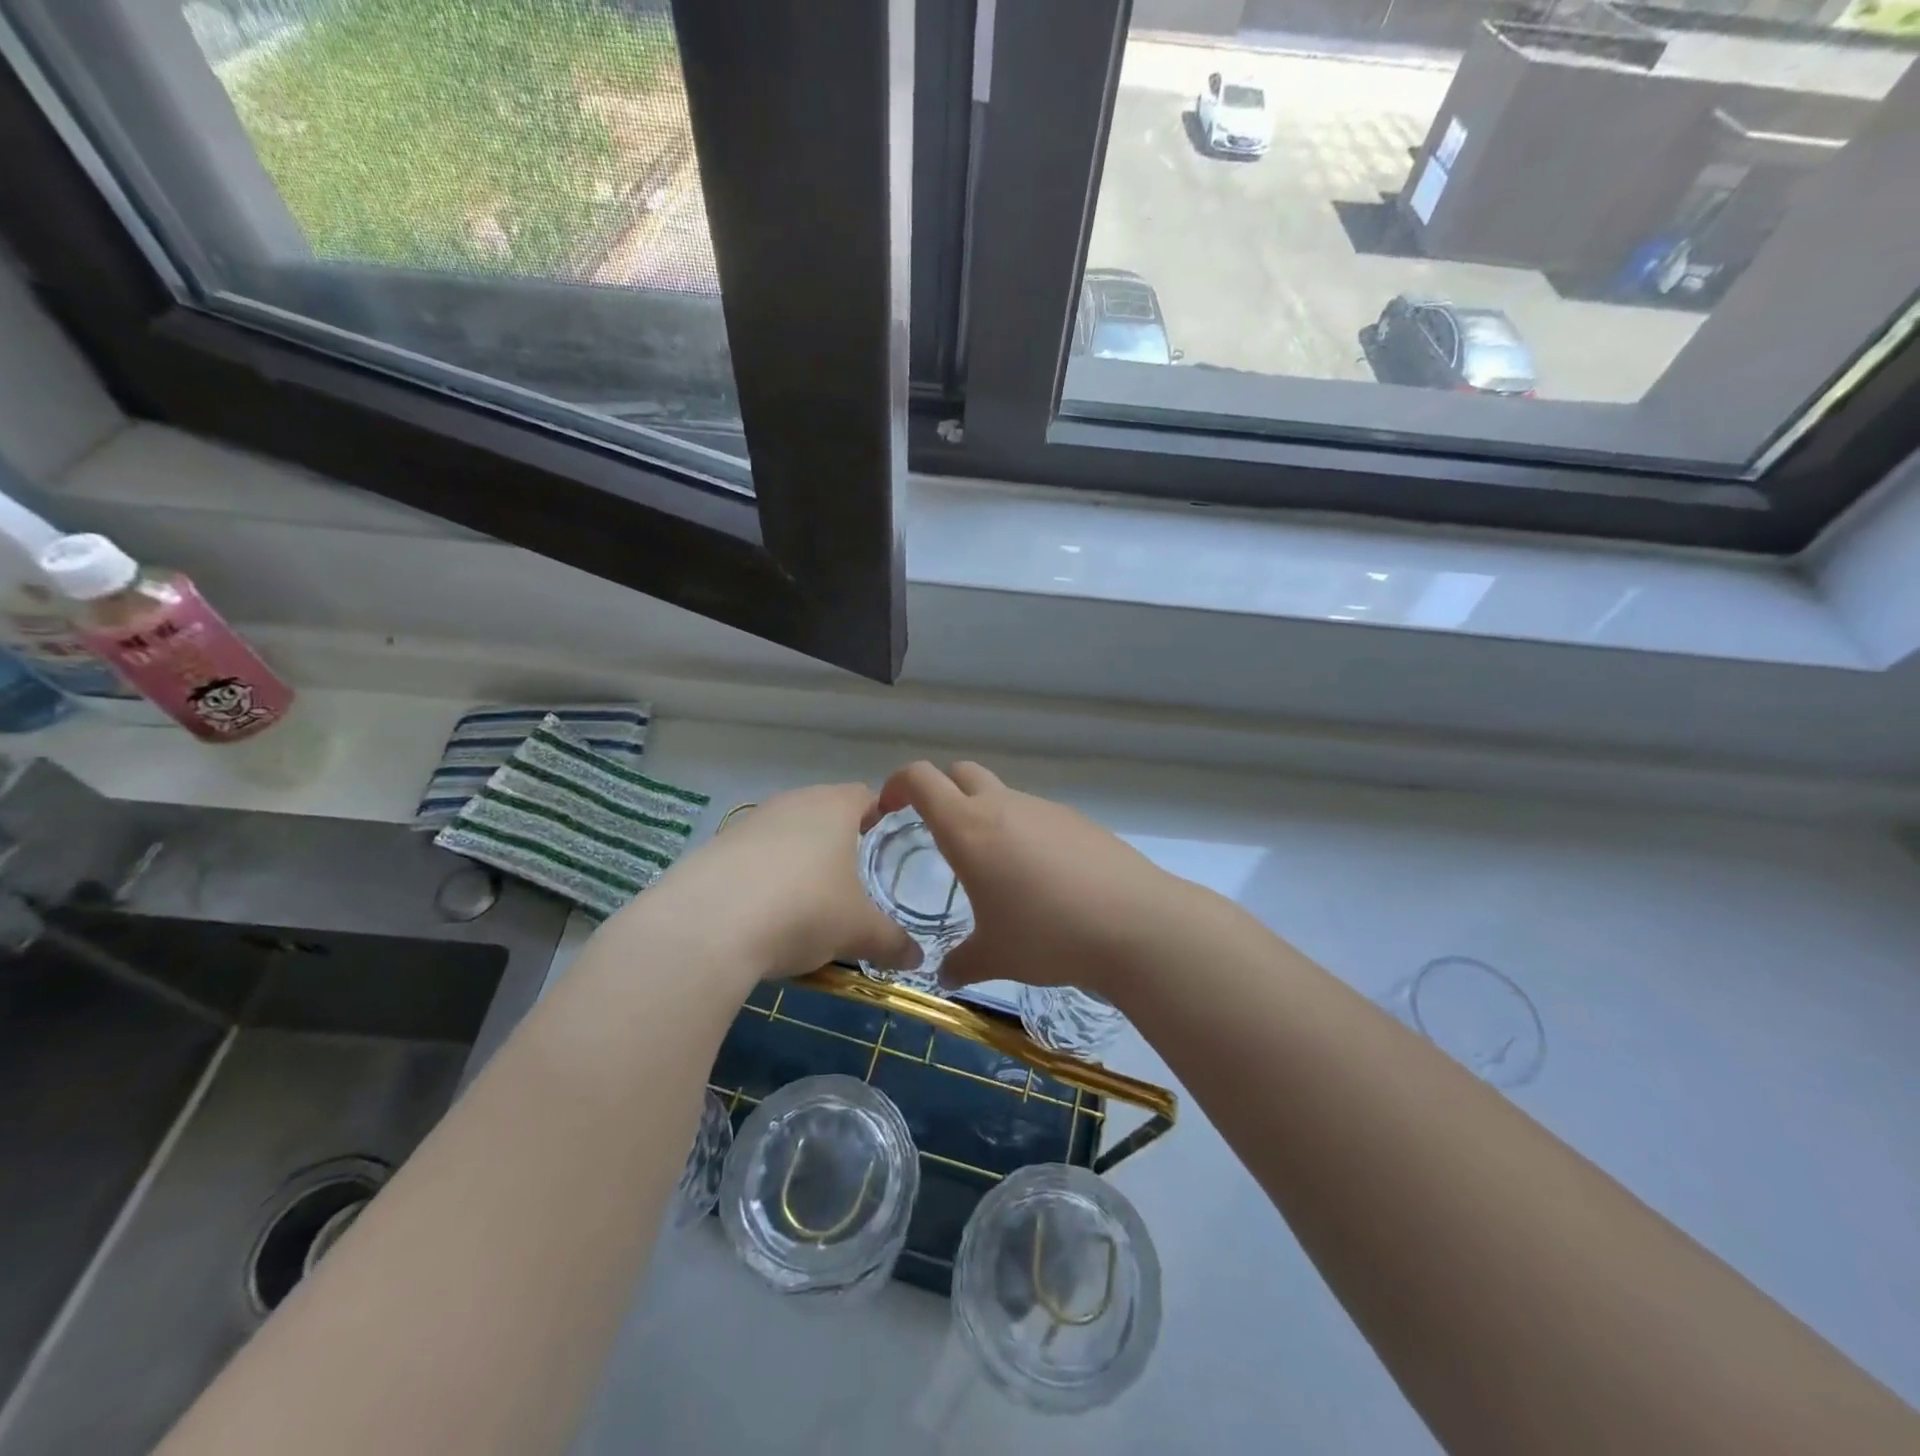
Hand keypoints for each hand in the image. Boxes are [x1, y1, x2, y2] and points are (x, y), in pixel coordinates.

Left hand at [656, 783, 918, 980]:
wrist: (706, 925)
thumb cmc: (803, 909)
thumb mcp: (857, 931)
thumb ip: (892, 941)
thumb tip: (917, 959)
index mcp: (834, 807)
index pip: (865, 795)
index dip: (880, 814)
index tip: (888, 841)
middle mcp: (792, 803)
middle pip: (824, 810)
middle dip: (840, 839)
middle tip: (854, 875)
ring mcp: (749, 822)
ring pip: (786, 832)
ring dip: (799, 858)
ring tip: (809, 898)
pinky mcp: (714, 847)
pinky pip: (752, 856)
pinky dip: (764, 876)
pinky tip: (764, 912)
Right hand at [864, 762, 1185, 997]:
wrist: (1135, 924)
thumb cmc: (1048, 936)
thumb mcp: (994, 957)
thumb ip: (960, 963)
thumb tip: (944, 975)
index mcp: (968, 828)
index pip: (920, 778)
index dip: (897, 785)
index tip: (889, 810)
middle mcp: (1003, 805)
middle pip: (960, 772)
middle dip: (940, 792)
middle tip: (938, 834)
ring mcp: (1044, 808)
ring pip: (1002, 794)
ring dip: (986, 816)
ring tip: (996, 869)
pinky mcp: (1078, 819)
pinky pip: (1036, 815)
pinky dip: (1024, 832)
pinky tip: (1042, 878)